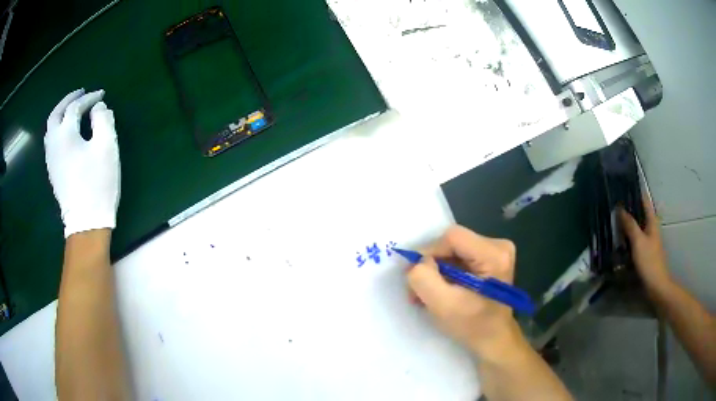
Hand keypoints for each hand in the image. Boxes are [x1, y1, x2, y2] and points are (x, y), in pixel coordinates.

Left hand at [44, 89, 120, 237]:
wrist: (86, 222)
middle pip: (56, 113)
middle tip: (81, 93)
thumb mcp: (106, 147)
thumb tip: (99, 108)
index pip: (75, 107)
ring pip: (51, 128)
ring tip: (71, 110)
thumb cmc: (97, 183)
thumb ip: (103, 120)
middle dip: (68, 100)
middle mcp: (53, 143)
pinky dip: (57, 129)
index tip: (101, 95)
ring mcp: (51, 159)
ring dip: (60, 113)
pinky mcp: (53, 171)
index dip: (89, 98)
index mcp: (65, 134)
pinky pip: (51, 142)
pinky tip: (65, 132)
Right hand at [406, 225, 522, 359]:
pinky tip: (440, 290)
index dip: (429, 253)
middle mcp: (499, 246)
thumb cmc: (472, 326)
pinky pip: (459, 256)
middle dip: (431, 266)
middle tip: (417, 291)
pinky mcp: (490, 258)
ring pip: (453, 250)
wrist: (493, 340)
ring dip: (436, 271)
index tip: (418, 278)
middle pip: (452, 243)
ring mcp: (496, 251)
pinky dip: (445, 273)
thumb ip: (424, 278)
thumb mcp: (443, 306)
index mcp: (494, 255)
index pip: (452, 237)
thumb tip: (418, 261)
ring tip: (426, 294)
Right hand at [618, 196, 671, 293]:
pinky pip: (635, 237)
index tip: (625, 184)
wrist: (656, 285)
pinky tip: (620, 238)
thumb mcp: (638, 242)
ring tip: (615, 217)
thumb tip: (620, 208)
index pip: (645, 201)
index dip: (636, 191)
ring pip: (638, 225)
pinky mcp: (645, 251)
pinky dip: (628, 234)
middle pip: (640, 212)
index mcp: (652, 222)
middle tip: (615, 201)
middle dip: (630, 206)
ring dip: (628, 221)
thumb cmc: (649, 261)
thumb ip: (630, 225)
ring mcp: (648, 240)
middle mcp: (651, 227)